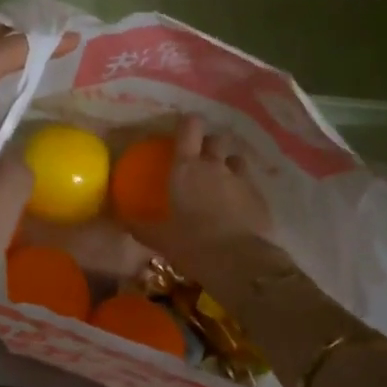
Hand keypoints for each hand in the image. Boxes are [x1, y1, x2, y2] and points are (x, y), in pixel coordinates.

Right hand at [129, 116, 270, 264]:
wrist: (240, 263)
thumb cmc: (192, 244)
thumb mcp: (161, 238)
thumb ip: (142, 227)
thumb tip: (124, 221)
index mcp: (186, 168)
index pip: (189, 128)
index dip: (188, 123)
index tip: (184, 127)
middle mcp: (214, 166)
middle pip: (216, 139)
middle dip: (210, 144)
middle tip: (202, 157)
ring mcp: (241, 180)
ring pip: (237, 159)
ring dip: (230, 164)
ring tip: (223, 180)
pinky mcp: (261, 198)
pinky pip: (251, 184)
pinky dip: (244, 190)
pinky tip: (239, 207)